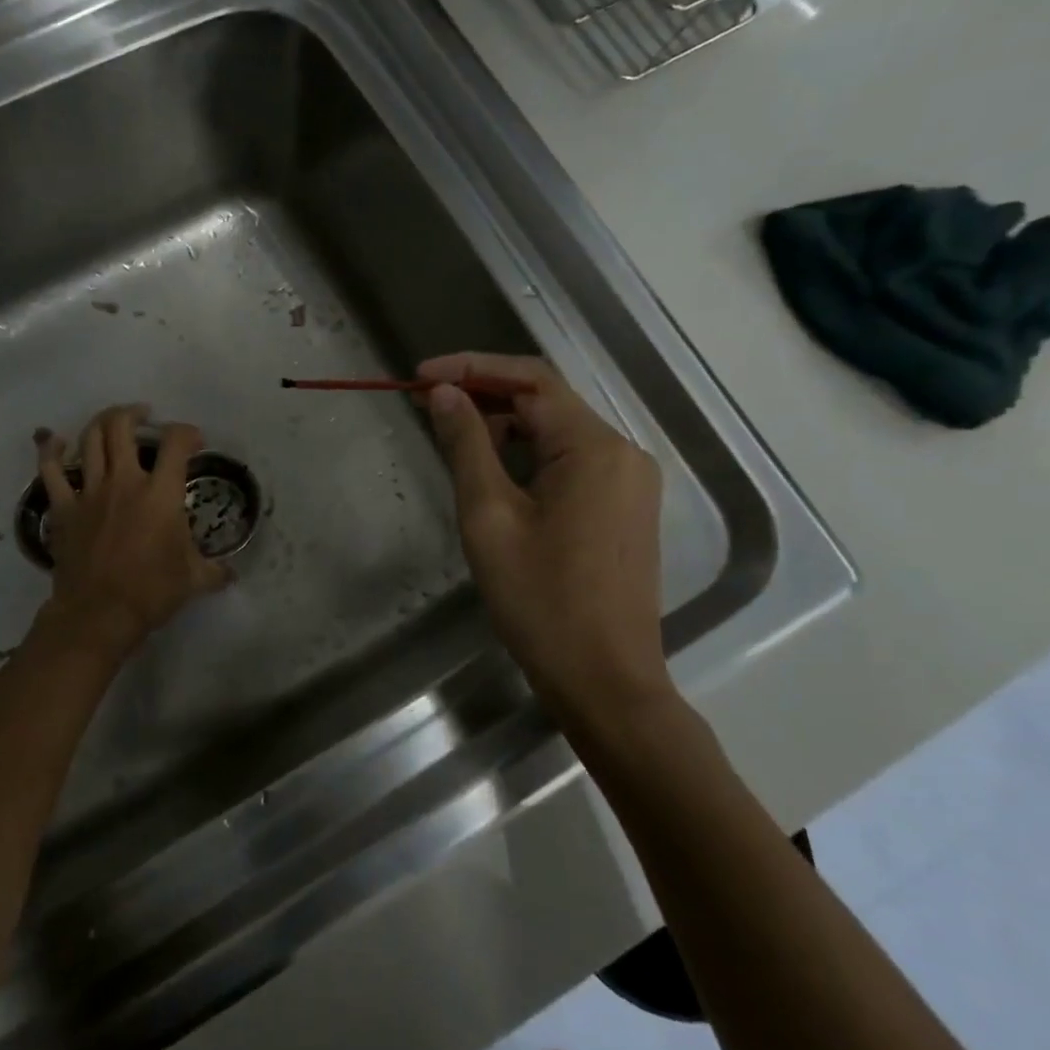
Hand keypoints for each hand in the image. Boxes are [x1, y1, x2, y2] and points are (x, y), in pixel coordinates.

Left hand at [33, 404, 230, 662]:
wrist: (99, 613)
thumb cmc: (151, 591)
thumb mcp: (194, 579)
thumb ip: (215, 570)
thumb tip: (232, 573)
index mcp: (160, 492)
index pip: (176, 442)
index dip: (187, 432)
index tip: (193, 441)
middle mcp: (124, 481)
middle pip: (123, 426)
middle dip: (134, 414)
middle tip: (144, 417)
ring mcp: (90, 491)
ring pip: (90, 440)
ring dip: (101, 422)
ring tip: (112, 422)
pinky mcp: (64, 508)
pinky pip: (51, 470)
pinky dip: (51, 450)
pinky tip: (55, 440)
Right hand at [419, 353, 673, 718]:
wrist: (605, 681)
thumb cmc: (540, 601)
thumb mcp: (489, 517)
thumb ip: (467, 445)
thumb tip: (445, 394)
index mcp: (594, 447)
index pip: (530, 380)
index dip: (471, 368)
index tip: (420, 377)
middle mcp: (622, 452)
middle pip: (547, 401)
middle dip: (485, 394)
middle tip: (428, 404)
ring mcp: (629, 483)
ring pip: (558, 432)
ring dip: (505, 425)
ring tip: (452, 435)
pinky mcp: (624, 509)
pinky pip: (572, 462)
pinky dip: (529, 455)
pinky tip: (493, 470)